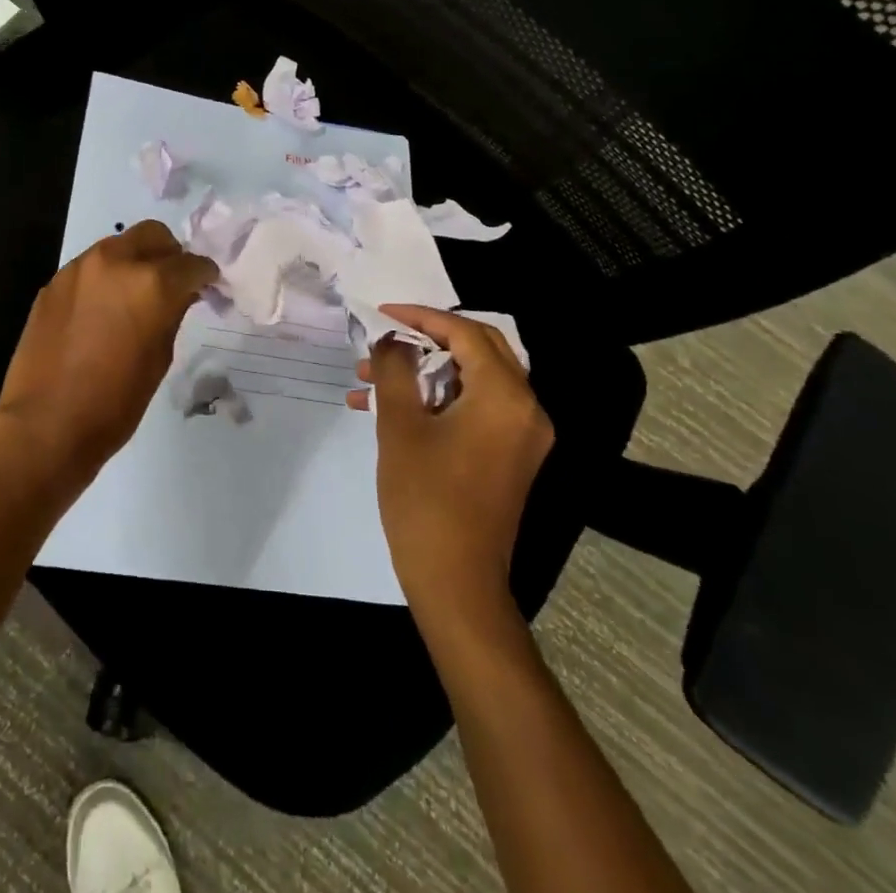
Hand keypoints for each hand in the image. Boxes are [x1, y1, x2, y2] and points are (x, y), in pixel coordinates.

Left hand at [0, 221, 217, 487]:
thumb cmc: (114, 403)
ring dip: (135, 261)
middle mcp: (115, 262)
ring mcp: (79, 269)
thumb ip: (172, 314)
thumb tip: (179, 295)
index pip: (192, 263)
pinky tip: (102, 310)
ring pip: (118, 245)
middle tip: (173, 283)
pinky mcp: (53, 283)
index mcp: (152, 283)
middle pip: (153, 235)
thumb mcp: (160, 359)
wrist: (45, 424)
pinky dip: (105, 278)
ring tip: (135, 295)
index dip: (205, 275)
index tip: (208, 286)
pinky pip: (90, 267)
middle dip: (169, 254)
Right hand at [350, 304, 554, 613]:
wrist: (455, 581)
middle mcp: (526, 409)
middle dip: (425, 340)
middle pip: (478, 350)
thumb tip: (392, 340)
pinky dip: (436, 400)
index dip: (421, 317)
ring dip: (424, 372)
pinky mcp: (510, 456)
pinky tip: (388, 410)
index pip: (466, 333)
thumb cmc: (425, 498)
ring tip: (369, 379)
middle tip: (383, 339)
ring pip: (472, 380)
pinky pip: (475, 408)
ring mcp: (522, 435)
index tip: (382, 314)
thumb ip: (395, 368)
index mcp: (505, 396)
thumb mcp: (400, 425)